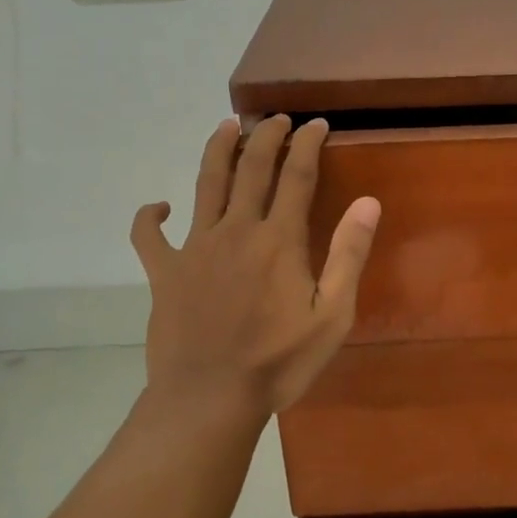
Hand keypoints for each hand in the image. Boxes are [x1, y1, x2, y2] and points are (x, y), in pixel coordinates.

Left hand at [131, 116, 380, 419]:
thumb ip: (348, 255)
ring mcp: (194, 248)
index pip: (297, 175)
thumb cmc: (279, 362)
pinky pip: (148, 235)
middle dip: (265, 136)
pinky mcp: (164, 272)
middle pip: (250, 167)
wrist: (209, 399)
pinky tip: (159, 207)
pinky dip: (150, 216)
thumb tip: (368, 202)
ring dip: (217, 150)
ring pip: (205, 184)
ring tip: (226, 125)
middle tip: (276, 118)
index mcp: (278, 240)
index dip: (308, 144)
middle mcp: (236, 230)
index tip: (317, 124)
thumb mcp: (332, 315)